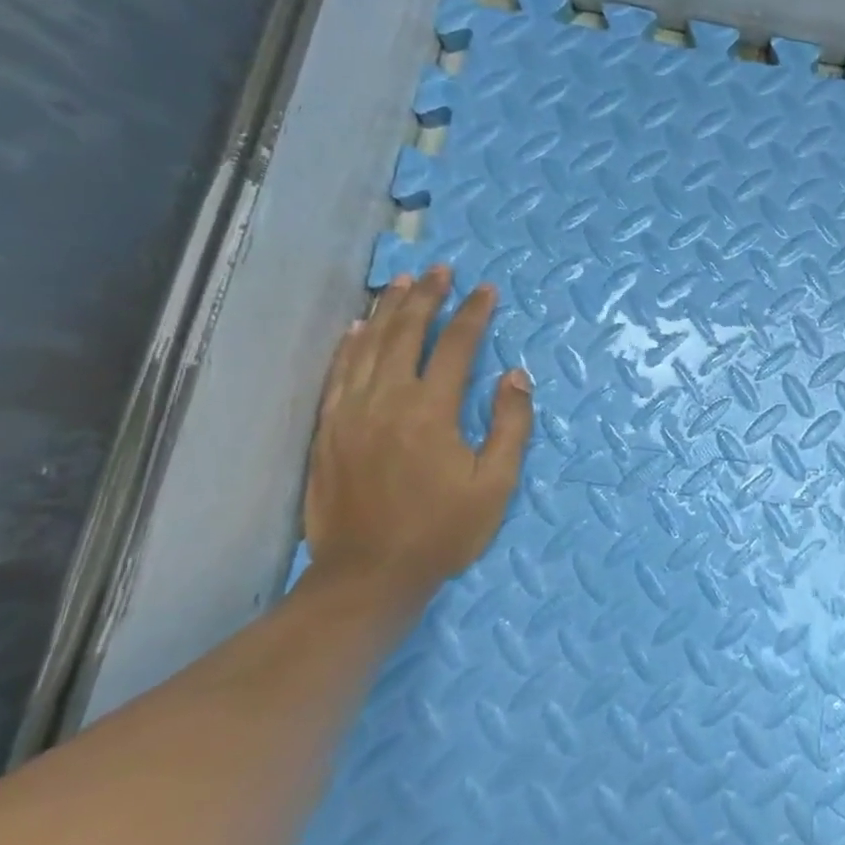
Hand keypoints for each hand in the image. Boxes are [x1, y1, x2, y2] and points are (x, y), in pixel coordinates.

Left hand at [305, 266, 533, 605]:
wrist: (368, 575)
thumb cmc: (443, 531)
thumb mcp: (495, 484)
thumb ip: (510, 425)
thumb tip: (517, 375)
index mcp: (430, 411)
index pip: (455, 347)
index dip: (473, 315)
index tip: (487, 290)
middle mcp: (385, 401)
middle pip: (405, 334)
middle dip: (426, 297)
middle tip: (440, 269)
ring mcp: (349, 413)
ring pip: (367, 346)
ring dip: (387, 310)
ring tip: (403, 282)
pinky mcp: (327, 430)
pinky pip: (337, 373)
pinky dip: (348, 345)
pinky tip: (357, 327)